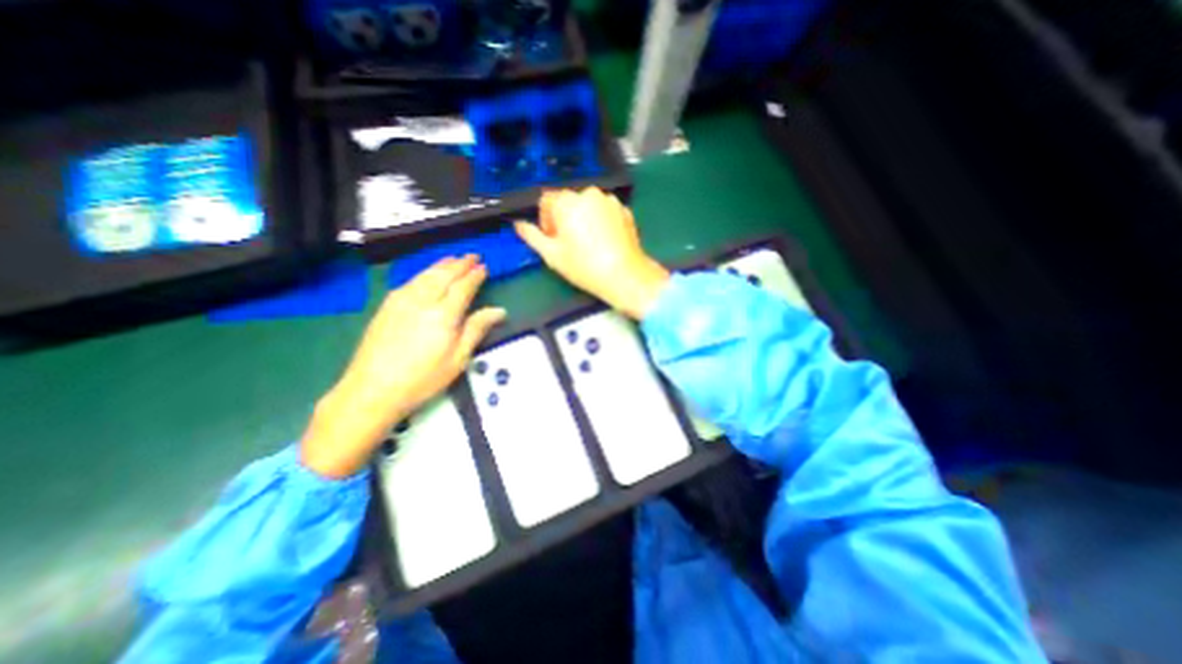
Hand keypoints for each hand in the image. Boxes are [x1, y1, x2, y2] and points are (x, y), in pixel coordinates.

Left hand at [300, 256, 502, 480]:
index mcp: (444, 314)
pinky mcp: (387, 305)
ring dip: (442, 265)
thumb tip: (499, 311)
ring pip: (426, 274)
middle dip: (460, 264)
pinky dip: (424, 273)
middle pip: (444, 275)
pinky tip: (427, 274)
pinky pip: (411, 281)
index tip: (484, 267)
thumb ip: (477, 329)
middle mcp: (423, 300)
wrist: (372, 389)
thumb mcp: (458, 358)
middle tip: (472, 256)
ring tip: (453, 259)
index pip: (463, 286)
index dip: (475, 275)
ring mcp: (401, 300)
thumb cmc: (423, 378)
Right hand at [512, 188, 667, 317]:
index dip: (545, 219)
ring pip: (588, 205)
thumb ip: (532, 236)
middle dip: (564, 218)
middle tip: (569, 243)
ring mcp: (610, 201)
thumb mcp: (552, 255)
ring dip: (583, 218)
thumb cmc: (584, 266)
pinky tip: (604, 242)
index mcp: (567, 202)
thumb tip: (519, 225)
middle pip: (568, 201)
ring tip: (588, 243)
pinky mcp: (625, 210)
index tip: (552, 238)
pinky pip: (606, 211)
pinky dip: (601, 221)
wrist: (625, 275)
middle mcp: (589, 194)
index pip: (547, 200)